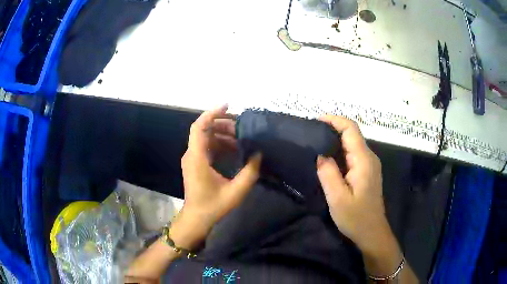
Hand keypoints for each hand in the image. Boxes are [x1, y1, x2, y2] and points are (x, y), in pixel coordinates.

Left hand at [172, 105, 261, 249]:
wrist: (196, 218)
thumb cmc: (213, 206)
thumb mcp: (236, 191)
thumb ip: (250, 172)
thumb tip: (259, 154)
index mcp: (197, 158)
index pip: (200, 127)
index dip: (212, 113)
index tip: (228, 106)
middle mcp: (192, 154)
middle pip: (204, 130)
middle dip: (222, 124)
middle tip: (241, 127)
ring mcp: (192, 159)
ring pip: (206, 138)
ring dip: (222, 135)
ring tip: (241, 138)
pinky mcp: (195, 164)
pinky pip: (207, 147)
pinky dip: (220, 144)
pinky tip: (234, 150)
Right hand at [316, 115, 402, 276]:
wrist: (372, 232)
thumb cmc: (356, 217)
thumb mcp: (337, 198)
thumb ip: (328, 173)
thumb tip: (320, 154)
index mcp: (363, 160)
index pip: (351, 129)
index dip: (335, 120)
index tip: (316, 120)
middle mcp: (369, 157)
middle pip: (352, 133)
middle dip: (333, 128)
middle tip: (311, 132)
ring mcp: (370, 164)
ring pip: (352, 143)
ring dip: (335, 139)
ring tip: (316, 142)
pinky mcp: (367, 171)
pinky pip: (353, 154)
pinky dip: (339, 150)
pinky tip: (328, 157)